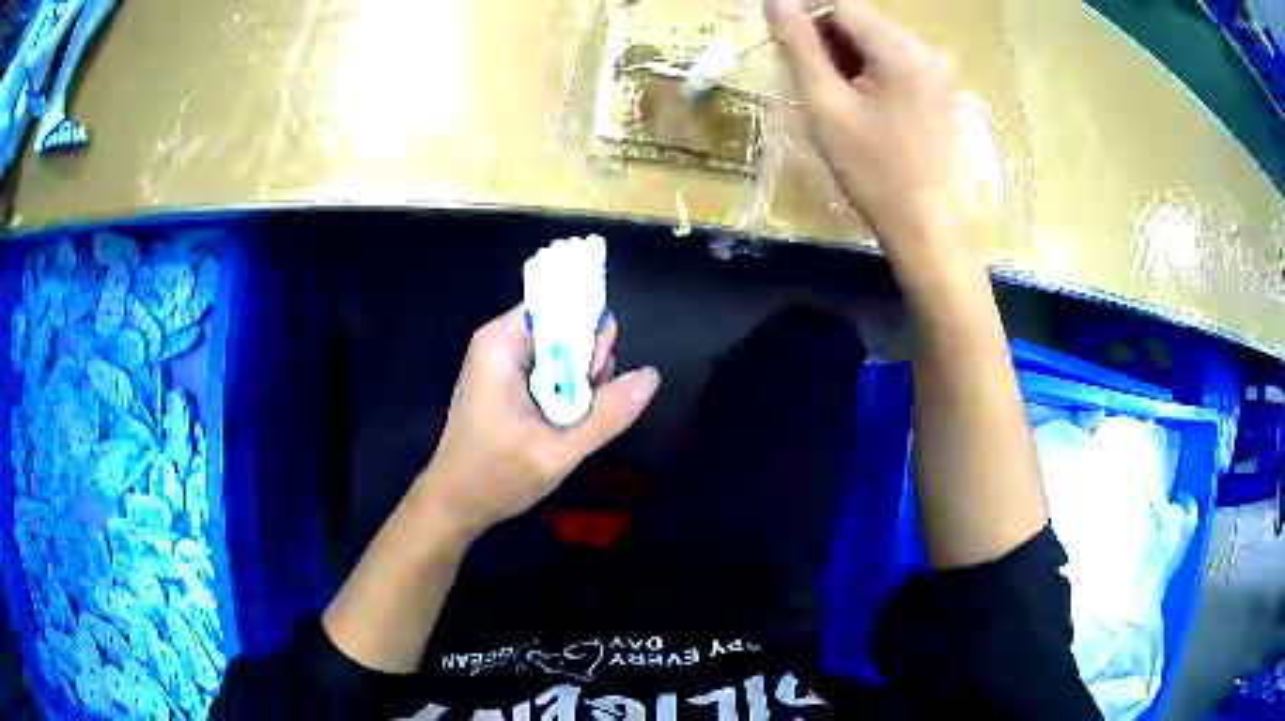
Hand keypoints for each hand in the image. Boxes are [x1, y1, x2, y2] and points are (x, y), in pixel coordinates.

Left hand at [415, 306, 660, 538]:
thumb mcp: (558, 451)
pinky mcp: (506, 379)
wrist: (455, 503)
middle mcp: (501, 340)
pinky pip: (550, 367)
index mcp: (503, 342)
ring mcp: (503, 359)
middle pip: (564, 323)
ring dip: (580, 378)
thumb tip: (651, 376)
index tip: (596, 370)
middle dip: (587, 357)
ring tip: (572, 418)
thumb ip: (607, 414)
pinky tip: (564, 420)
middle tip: (584, 401)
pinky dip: (567, 389)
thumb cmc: (495, 477)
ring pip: (562, 348)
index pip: (559, 301)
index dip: (588, 327)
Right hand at [765, 0, 959, 246]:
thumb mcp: (826, 106)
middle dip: (827, 39)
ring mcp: (938, 67)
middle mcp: (927, 47)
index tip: (784, 45)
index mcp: (902, 49)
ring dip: (845, 55)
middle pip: (860, 19)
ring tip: (833, 97)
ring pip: (875, 38)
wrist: (926, 224)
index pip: (842, 4)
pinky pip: (893, 58)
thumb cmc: (874, 171)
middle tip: (809, 80)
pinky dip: (868, 69)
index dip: (805, 16)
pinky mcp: (939, 85)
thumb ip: (799, 46)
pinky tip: (859, 102)